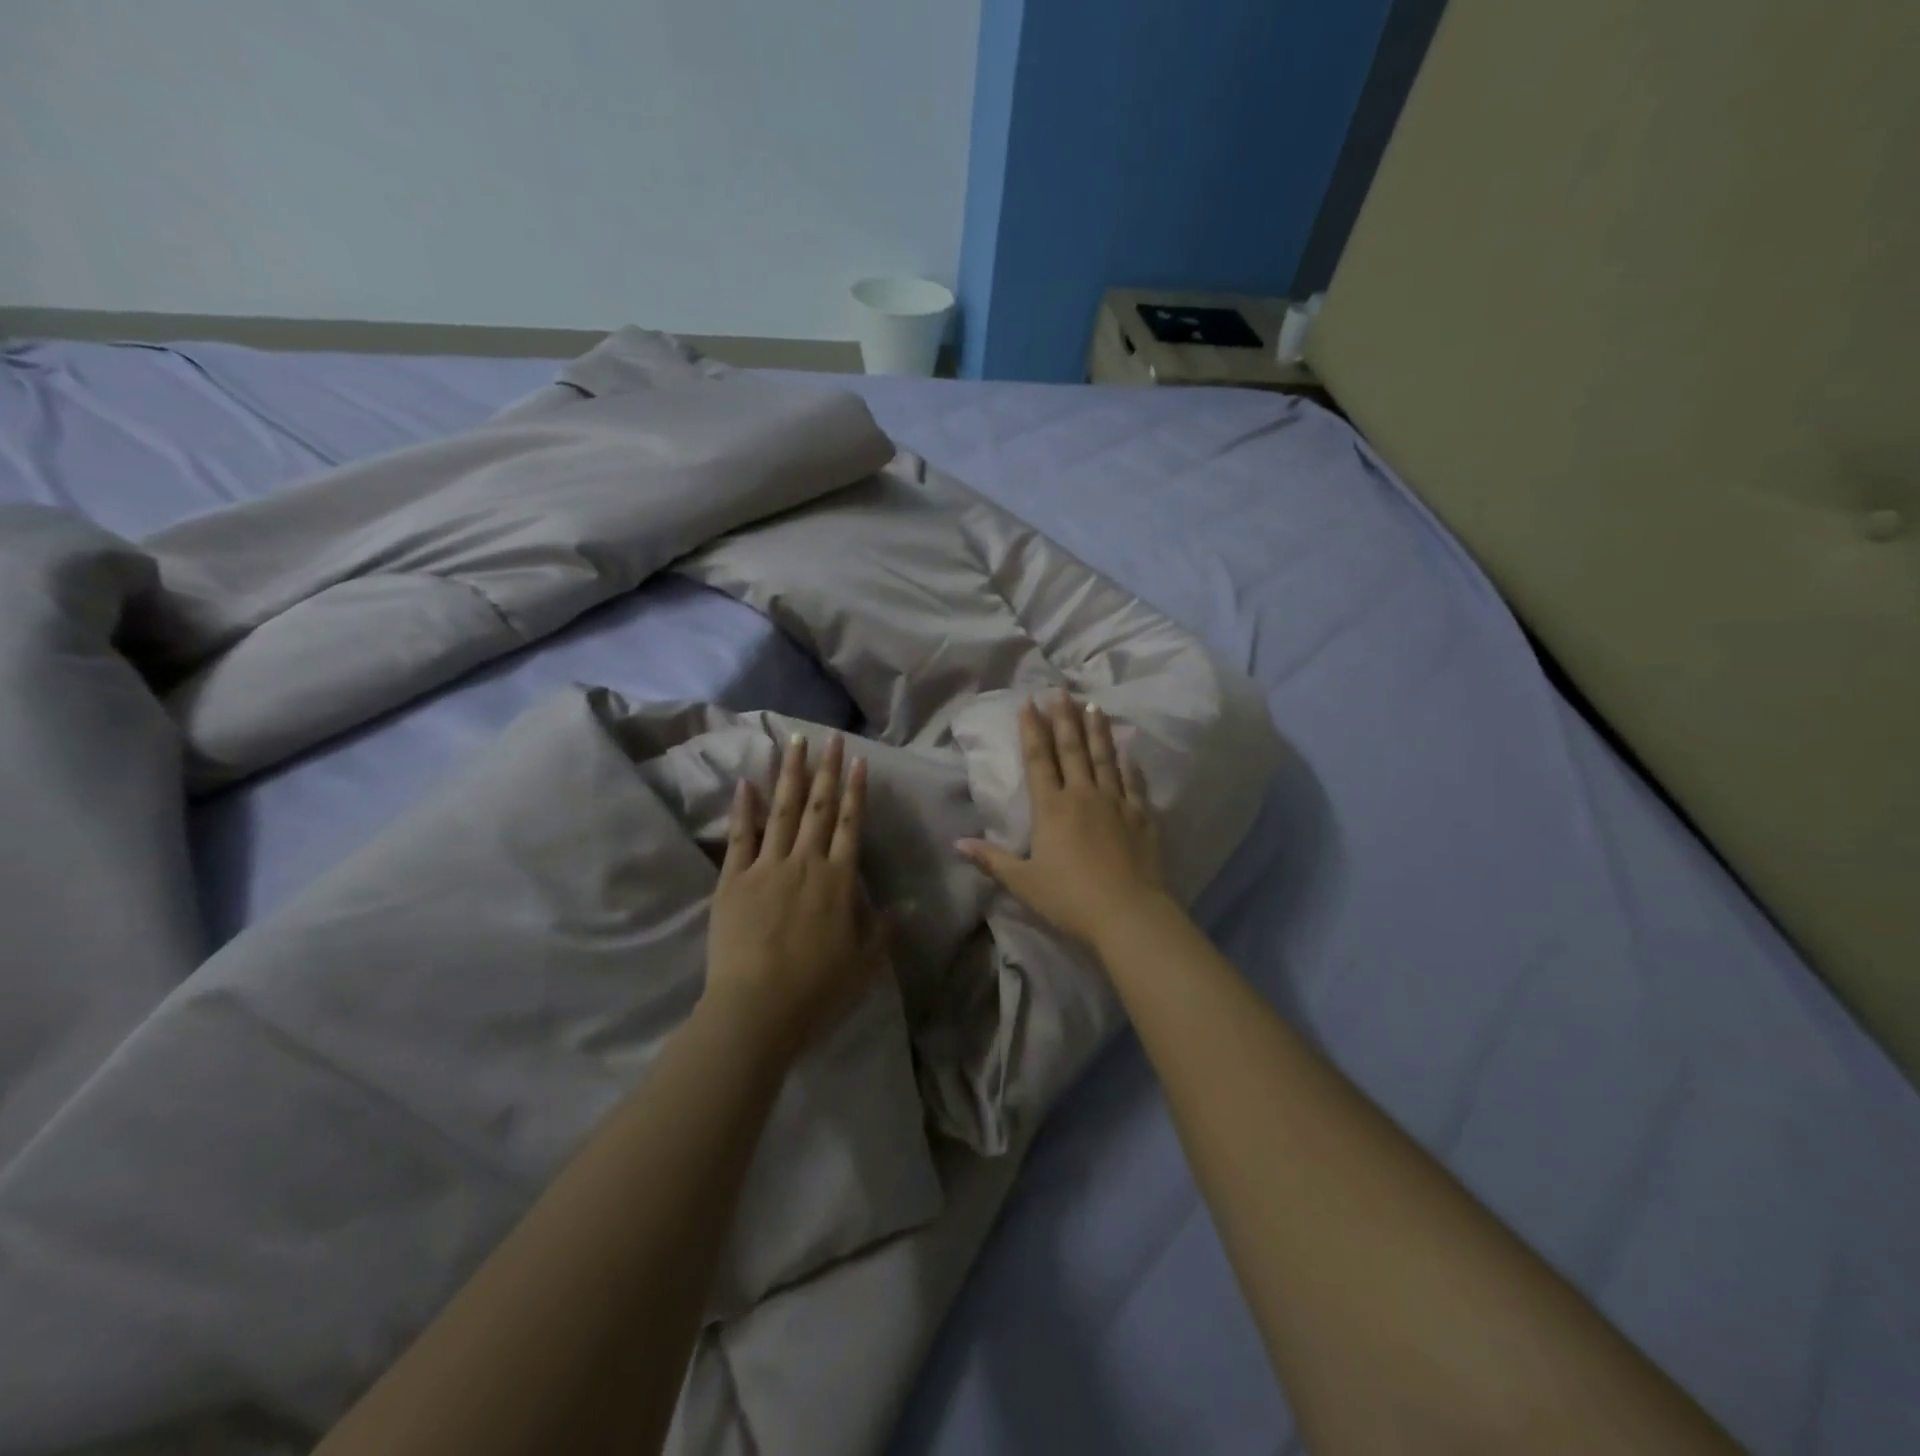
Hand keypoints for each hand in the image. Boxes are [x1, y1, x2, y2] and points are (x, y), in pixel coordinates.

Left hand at [706, 733, 884, 1055]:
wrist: (756, 1010)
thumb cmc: (817, 990)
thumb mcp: (865, 964)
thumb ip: (884, 929)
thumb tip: (907, 904)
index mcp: (839, 880)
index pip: (851, 824)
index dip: (856, 791)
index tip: (857, 760)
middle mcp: (805, 863)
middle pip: (818, 807)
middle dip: (826, 769)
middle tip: (829, 737)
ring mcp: (766, 868)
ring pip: (781, 811)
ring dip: (789, 774)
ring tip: (793, 743)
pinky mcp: (733, 881)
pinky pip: (740, 837)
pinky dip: (743, 808)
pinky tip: (746, 782)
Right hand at [958, 692, 1166, 950]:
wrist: (1128, 913)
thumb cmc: (1069, 898)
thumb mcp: (1023, 882)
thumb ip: (991, 860)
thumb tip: (957, 843)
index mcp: (1052, 808)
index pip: (1039, 759)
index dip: (1032, 729)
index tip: (1029, 702)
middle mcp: (1083, 795)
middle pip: (1072, 749)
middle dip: (1064, 718)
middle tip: (1061, 690)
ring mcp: (1116, 802)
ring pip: (1104, 757)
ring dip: (1097, 730)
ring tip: (1092, 705)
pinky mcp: (1141, 816)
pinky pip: (1134, 782)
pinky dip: (1129, 763)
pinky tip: (1128, 750)